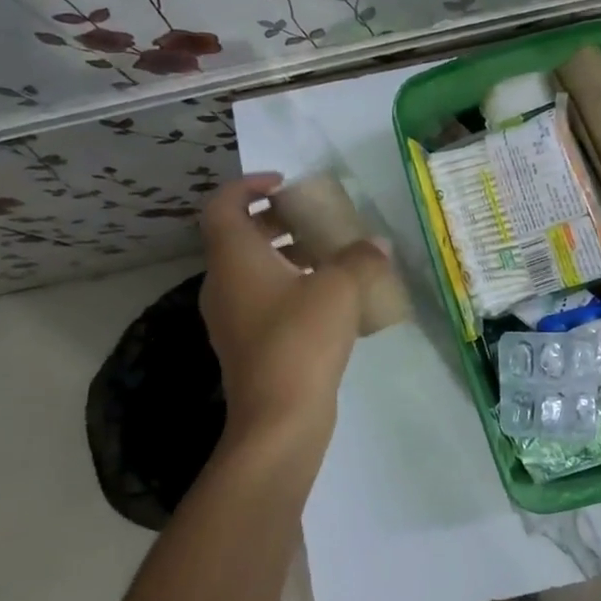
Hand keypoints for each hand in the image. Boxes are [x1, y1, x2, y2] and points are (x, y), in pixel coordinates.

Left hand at [198, 173, 389, 448]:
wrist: (279, 417)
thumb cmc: (301, 339)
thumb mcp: (340, 288)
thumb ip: (361, 258)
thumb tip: (377, 245)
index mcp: (234, 258)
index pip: (224, 205)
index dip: (249, 186)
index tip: (285, 184)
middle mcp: (224, 283)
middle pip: (240, 236)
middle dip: (277, 221)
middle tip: (316, 218)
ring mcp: (233, 317)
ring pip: (254, 270)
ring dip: (288, 256)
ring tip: (332, 257)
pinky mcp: (248, 344)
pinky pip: (265, 299)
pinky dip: (291, 287)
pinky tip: (332, 301)